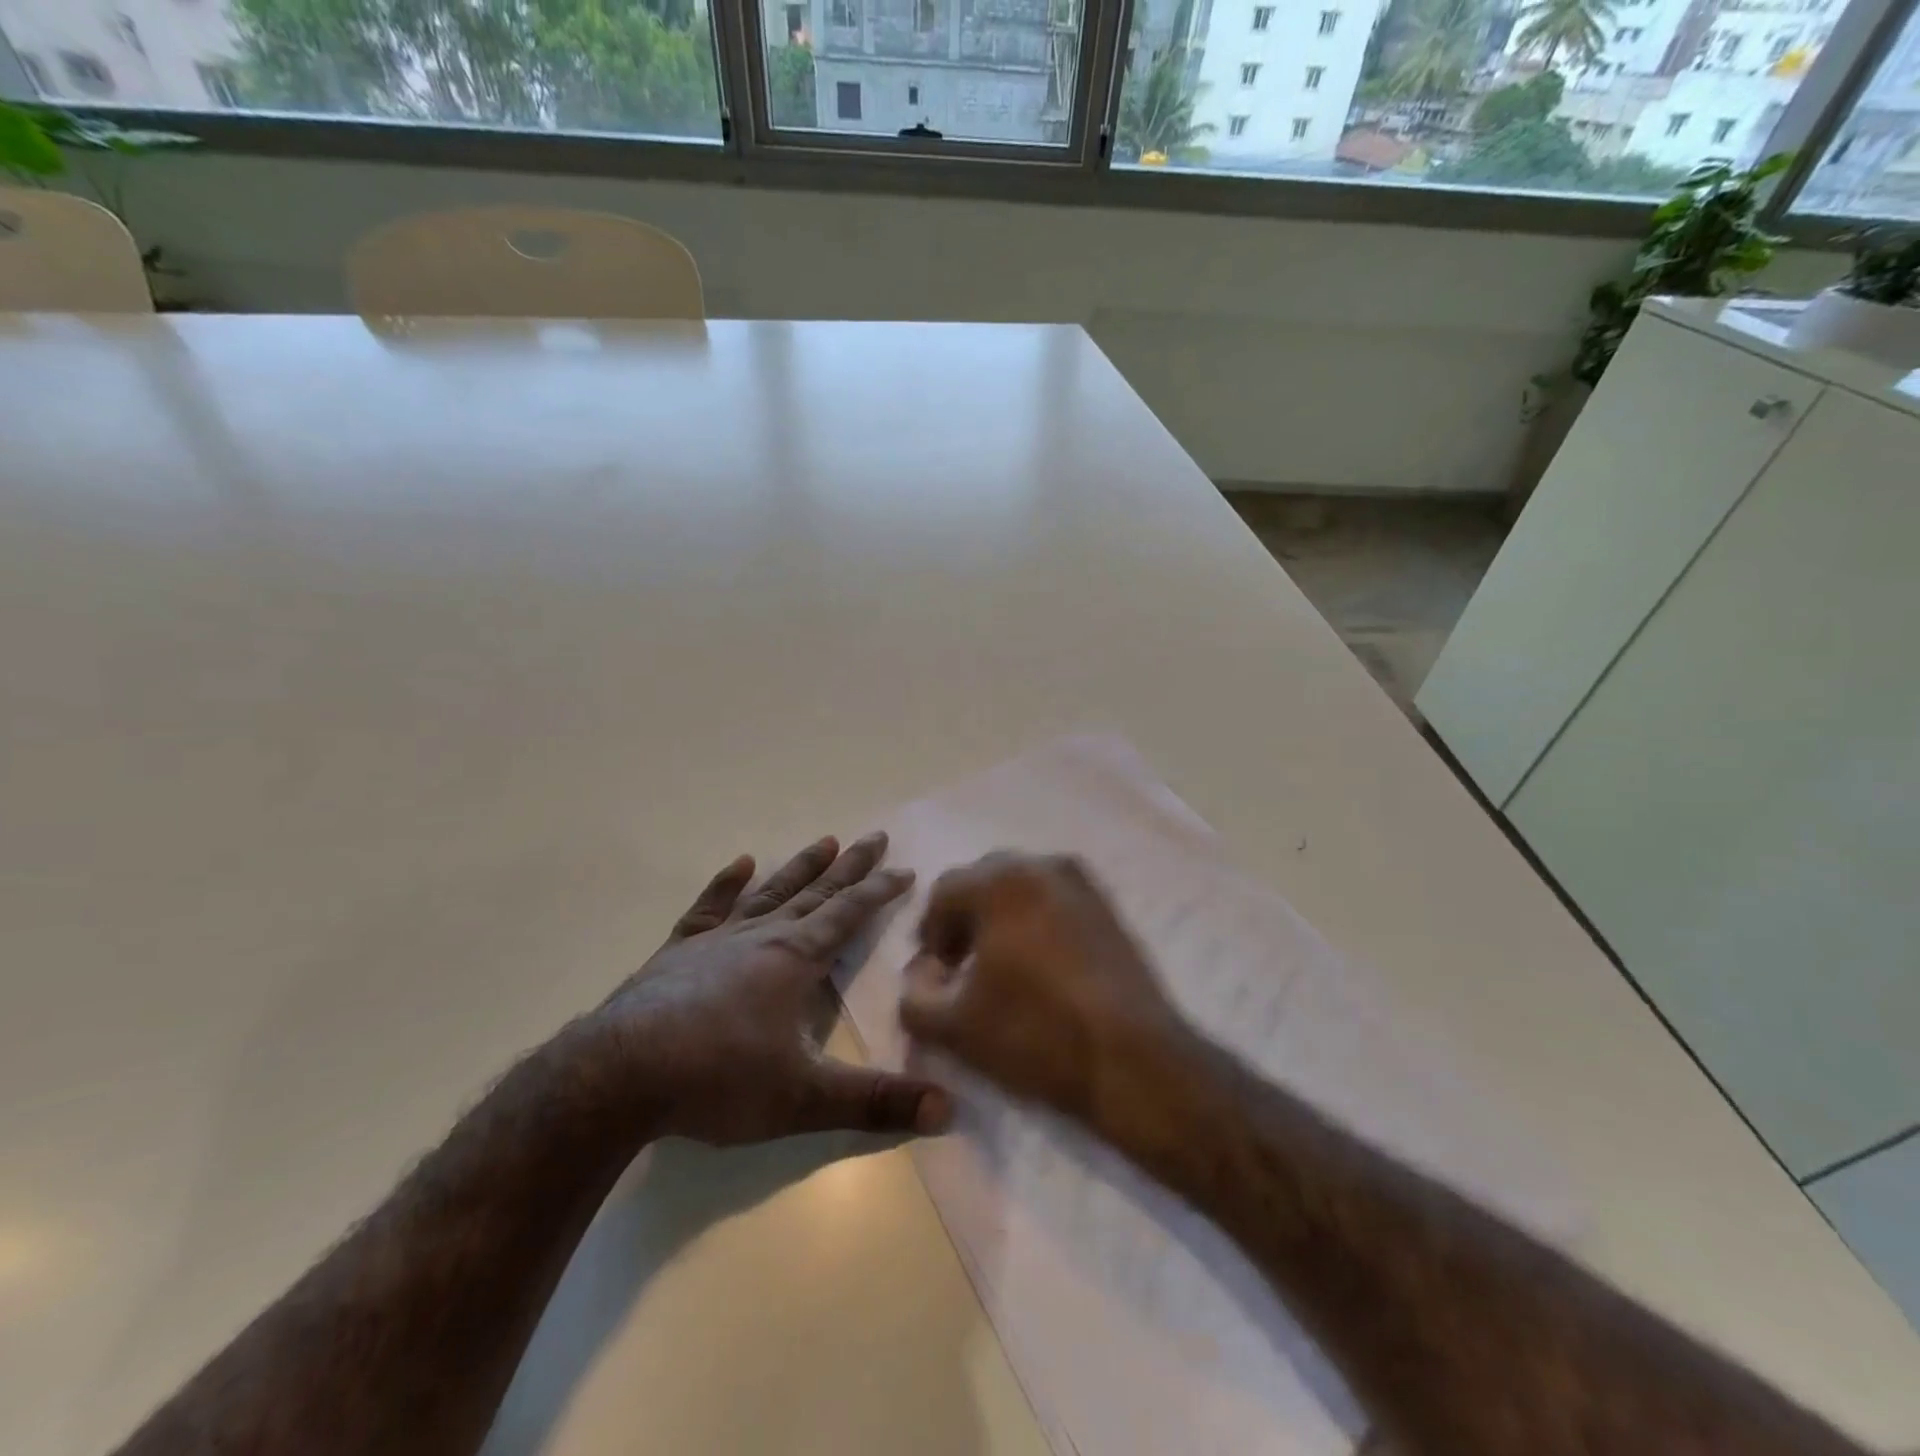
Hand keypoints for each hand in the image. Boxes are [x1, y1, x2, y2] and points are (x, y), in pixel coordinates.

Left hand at [594, 832, 949, 1145]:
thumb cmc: (719, 1079)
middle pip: (816, 893)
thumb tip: (948, 1110)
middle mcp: (762, 937)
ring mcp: (717, 940)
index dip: (880, 891)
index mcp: (796, 959)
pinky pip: (708, 908)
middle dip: (850, 867)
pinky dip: (725, 885)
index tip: (905, 868)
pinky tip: (739, 864)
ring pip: (770, 893)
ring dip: (800, 868)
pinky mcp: (678, 952)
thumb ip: (875, 1102)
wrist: (619, 1074)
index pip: (849, 914)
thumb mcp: (805, 1098)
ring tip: (825, 841)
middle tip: (874, 837)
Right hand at [897, 853, 1185, 1127]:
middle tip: (962, 967)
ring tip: (1001, 968)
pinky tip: (1040, 967)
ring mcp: (1082, 882)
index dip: (930, 934)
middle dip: (965, 919)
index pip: (943, 892)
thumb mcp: (954, 1027)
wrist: (1134, 1061)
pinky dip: (1036, 921)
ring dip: (1001, 918)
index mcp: (1000, 880)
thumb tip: (920, 975)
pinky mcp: (1109, 906)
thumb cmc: (1036, 1033)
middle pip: (983, 881)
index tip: (934, 975)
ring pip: (1022, 888)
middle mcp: (1041, 865)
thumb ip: (915, 996)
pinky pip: (1055, 901)